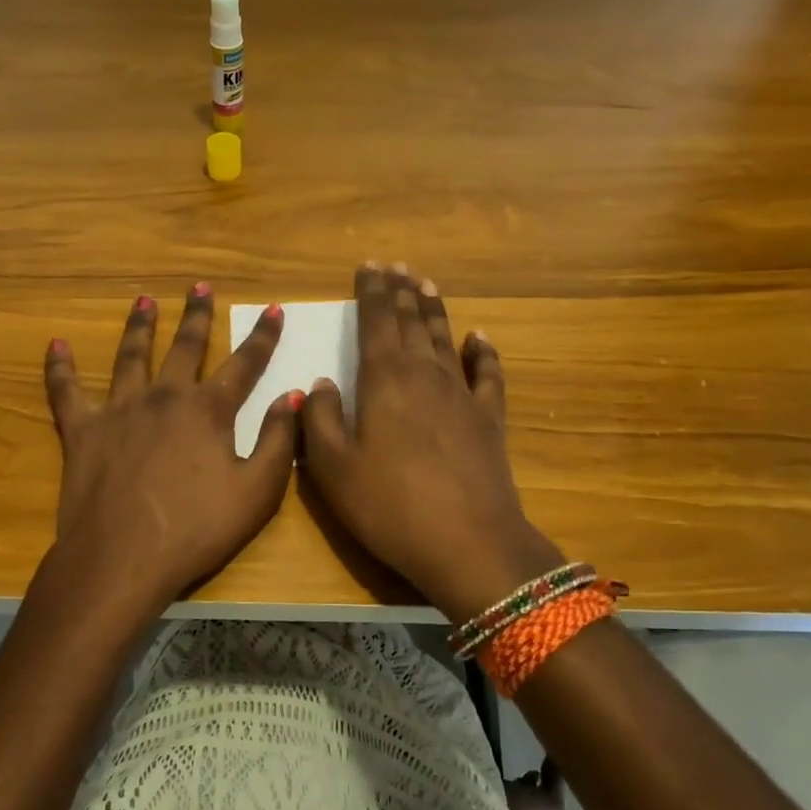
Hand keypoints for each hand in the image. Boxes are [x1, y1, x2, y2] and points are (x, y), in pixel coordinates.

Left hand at [41, 283, 299, 624]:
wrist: (122, 557)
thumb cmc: (196, 529)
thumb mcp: (257, 492)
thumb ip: (277, 441)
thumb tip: (291, 397)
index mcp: (208, 411)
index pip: (244, 364)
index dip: (262, 337)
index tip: (272, 309)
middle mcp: (164, 397)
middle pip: (184, 346)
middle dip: (197, 315)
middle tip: (200, 286)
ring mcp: (120, 410)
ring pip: (131, 356)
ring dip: (140, 326)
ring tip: (144, 300)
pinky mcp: (83, 430)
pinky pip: (67, 391)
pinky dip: (60, 367)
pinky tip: (56, 344)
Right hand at [300, 263, 562, 624]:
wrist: (469, 543)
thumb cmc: (390, 505)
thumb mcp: (333, 468)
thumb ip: (321, 419)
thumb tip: (320, 383)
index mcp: (384, 380)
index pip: (376, 321)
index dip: (371, 292)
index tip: (369, 266)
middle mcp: (425, 375)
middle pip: (412, 322)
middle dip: (401, 292)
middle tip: (396, 266)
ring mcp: (462, 395)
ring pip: (445, 339)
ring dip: (433, 310)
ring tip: (426, 284)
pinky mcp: (489, 420)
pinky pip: (487, 375)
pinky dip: (483, 353)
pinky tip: (479, 338)